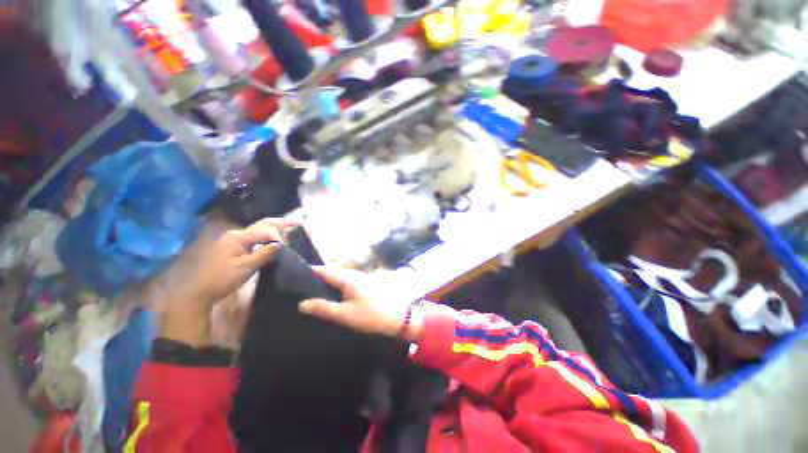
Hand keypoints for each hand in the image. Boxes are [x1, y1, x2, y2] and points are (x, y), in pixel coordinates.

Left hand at [161, 218, 295, 345]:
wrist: (199, 290)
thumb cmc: (223, 278)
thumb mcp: (246, 267)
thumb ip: (265, 254)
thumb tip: (281, 244)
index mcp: (239, 237)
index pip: (266, 231)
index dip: (280, 237)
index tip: (289, 246)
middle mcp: (236, 234)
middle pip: (261, 225)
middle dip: (279, 224)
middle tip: (295, 224)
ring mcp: (233, 240)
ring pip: (258, 231)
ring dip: (273, 230)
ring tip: (288, 231)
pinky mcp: (232, 247)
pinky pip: (253, 238)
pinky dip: (265, 238)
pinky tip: (272, 242)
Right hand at [299, 267, 423, 341]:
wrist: (398, 317)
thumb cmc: (370, 315)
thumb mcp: (344, 314)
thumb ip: (323, 308)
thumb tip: (302, 303)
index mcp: (347, 277)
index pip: (324, 270)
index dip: (309, 271)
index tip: (293, 277)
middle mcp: (354, 274)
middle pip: (331, 272)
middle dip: (316, 278)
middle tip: (299, 288)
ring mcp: (361, 279)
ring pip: (339, 277)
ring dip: (326, 283)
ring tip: (311, 293)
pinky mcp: (365, 285)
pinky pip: (346, 282)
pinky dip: (335, 287)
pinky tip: (331, 297)